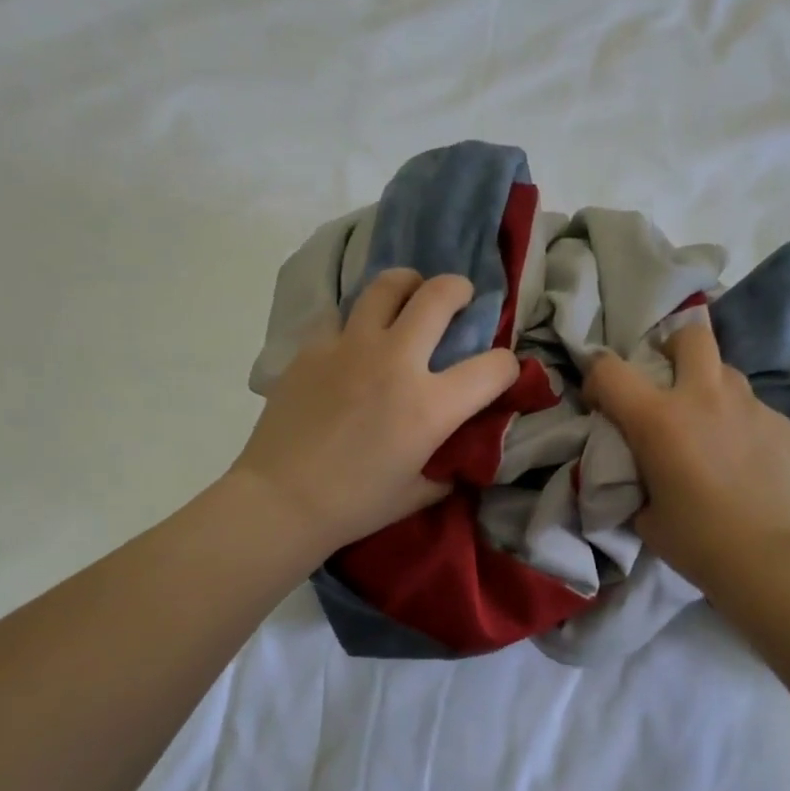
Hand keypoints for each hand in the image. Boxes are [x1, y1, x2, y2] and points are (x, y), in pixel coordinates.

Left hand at [230, 269, 518, 555]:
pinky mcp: (313, 347)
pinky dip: (358, 321)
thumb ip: (449, 463)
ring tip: (408, 296)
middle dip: (459, 290)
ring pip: (387, 285)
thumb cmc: (356, 505)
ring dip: (408, 285)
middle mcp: (396, 362)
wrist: (281, 500)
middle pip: (439, 296)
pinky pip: (342, 315)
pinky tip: (355, 341)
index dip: (508, 368)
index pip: (494, 367)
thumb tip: (460, 448)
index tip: (499, 374)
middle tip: (459, 297)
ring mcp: (350, 347)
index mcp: (430, 405)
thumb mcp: (420, 493)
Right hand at [583, 320, 789, 591]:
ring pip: (727, 373)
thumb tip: (638, 474)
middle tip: (668, 381)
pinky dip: (742, 425)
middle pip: (690, 336)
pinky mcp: (785, 426)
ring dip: (710, 389)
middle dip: (672, 348)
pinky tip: (746, 462)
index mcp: (659, 420)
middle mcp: (706, 398)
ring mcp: (752, 408)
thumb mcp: (645, 515)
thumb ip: (635, 481)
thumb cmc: (699, 542)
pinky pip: (756, 411)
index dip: (596, 379)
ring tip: (710, 427)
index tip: (600, 403)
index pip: (610, 370)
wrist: (774, 562)